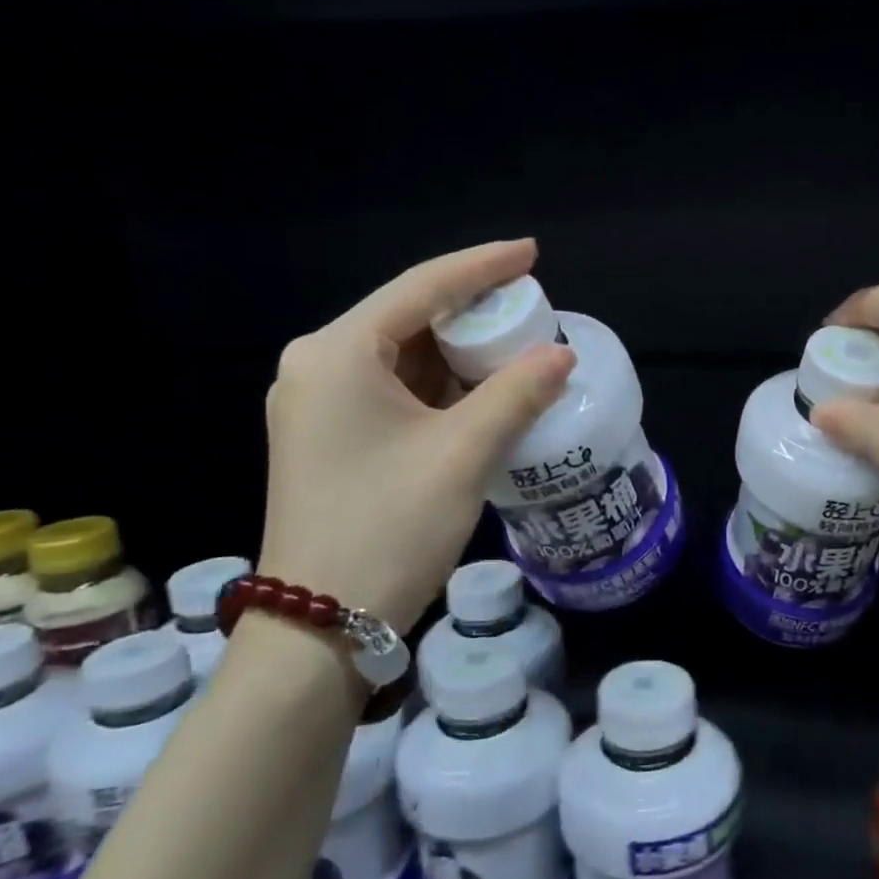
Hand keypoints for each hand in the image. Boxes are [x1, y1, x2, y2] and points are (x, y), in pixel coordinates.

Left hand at [257, 239, 573, 630]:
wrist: (318, 625)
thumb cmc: (389, 528)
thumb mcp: (463, 455)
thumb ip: (517, 394)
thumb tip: (561, 353)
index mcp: (338, 353)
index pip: (421, 287)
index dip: (482, 266)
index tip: (532, 252)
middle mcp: (318, 366)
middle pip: (408, 318)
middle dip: (473, 312)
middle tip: (532, 310)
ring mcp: (318, 404)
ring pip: (402, 357)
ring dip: (459, 353)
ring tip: (518, 348)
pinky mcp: (328, 437)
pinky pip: (392, 390)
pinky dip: (440, 387)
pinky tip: (482, 392)